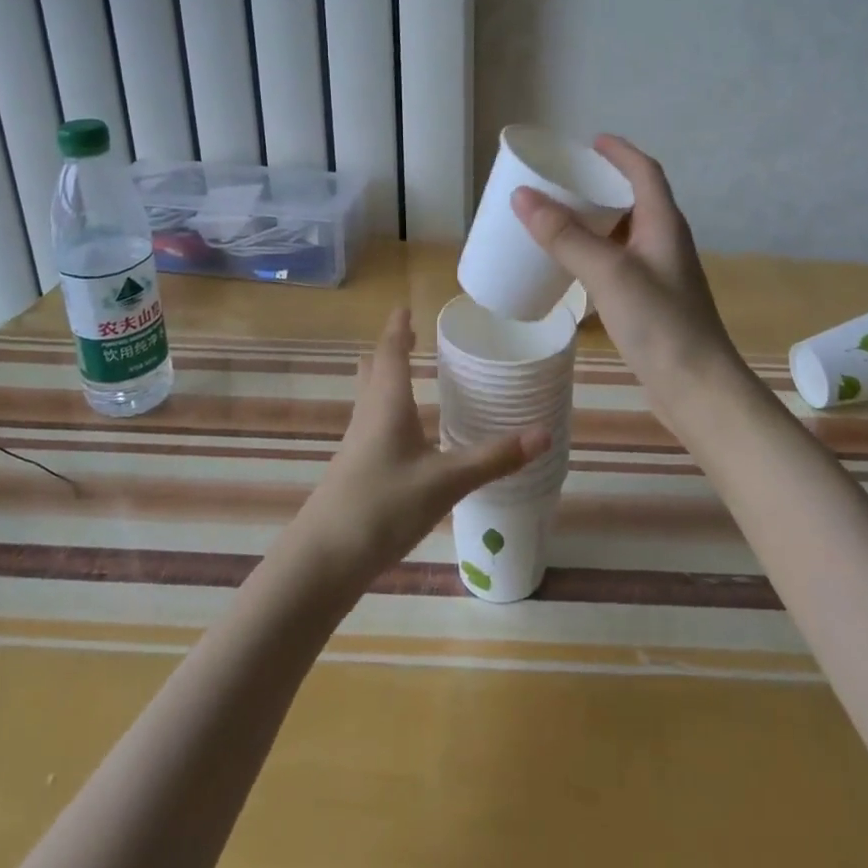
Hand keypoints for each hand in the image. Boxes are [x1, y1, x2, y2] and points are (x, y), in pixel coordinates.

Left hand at [294, 306, 549, 587]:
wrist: (323, 560)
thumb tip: (544, 433)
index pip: (390, 351)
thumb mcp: (446, 481)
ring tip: (410, 373)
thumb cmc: (383, 506)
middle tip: (411, 334)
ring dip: (386, 378)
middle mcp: (368, 415)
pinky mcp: (355, 470)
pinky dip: (388, 411)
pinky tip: (405, 433)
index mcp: (386, 403)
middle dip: (390, 349)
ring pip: (371, 397)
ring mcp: (357, 444)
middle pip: (374, 370)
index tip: (406, 306)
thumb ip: (494, 458)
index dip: (398, 328)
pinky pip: (373, 424)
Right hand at [512, 135, 744, 418]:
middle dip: (602, 185)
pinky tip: (572, 267)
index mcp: (663, 223)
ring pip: (625, 234)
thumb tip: (522, 196)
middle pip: (634, 199)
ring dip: (596, 221)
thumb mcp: (608, 273)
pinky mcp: (650, 301)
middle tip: (564, 181)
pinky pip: (619, 263)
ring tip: (560, 218)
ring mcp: (660, 274)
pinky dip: (595, 254)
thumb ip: (565, 236)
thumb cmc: (659, 323)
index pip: (645, 171)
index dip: (620, 151)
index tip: (590, 141)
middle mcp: (665, 242)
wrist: (696, 388)